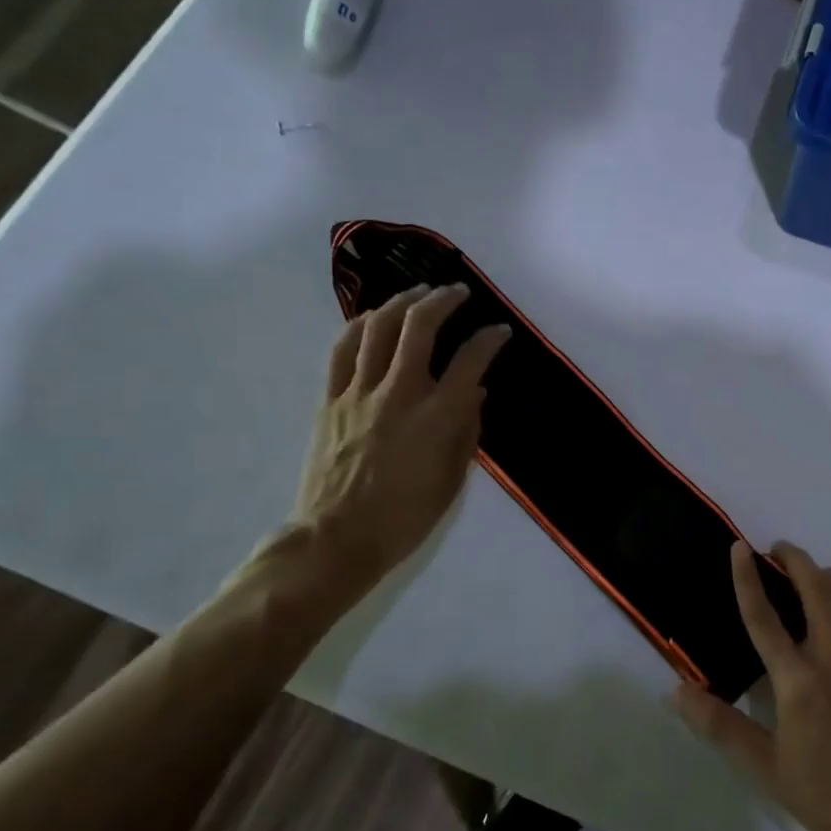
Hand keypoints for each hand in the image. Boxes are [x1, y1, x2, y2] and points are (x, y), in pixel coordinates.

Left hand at [281, 284, 508, 620]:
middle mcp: (399, 394)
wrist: (337, 537)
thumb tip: (473, 394)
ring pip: (379, 328)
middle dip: (443, 301)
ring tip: (418, 293)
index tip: (500, 331)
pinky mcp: (330, 400)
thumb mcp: (452, 480)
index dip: (490, 339)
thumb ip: (467, 431)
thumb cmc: (405, 517)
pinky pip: (343, 350)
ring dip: (402, 302)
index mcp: (436, 418)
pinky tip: (374, 317)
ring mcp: (359, 393)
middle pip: (420, 327)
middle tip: (458, 293)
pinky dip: (360, 325)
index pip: (470, 362)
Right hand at [675, 541, 830, 830]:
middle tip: (775, 550)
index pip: (765, 617)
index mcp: (798, 681)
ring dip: (828, 574)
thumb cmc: (826, 796)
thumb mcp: (765, 768)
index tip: (739, 547)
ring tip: (809, 574)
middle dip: (795, 560)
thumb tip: (677, 692)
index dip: (748, 578)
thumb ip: (720, 725)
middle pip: (816, 589)